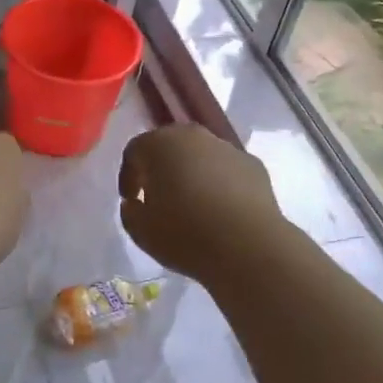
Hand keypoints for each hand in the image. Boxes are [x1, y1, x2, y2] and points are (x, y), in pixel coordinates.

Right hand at [118, 125, 282, 282]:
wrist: (248, 246)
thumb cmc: (186, 235)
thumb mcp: (140, 231)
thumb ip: (130, 211)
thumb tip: (136, 203)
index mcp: (160, 144)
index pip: (134, 151)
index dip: (128, 176)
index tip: (131, 200)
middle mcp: (194, 136)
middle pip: (169, 146)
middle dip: (161, 169)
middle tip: (159, 198)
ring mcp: (227, 148)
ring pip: (201, 156)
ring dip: (192, 174)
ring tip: (192, 207)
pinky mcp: (253, 165)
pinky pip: (227, 171)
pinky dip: (220, 184)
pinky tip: (221, 210)